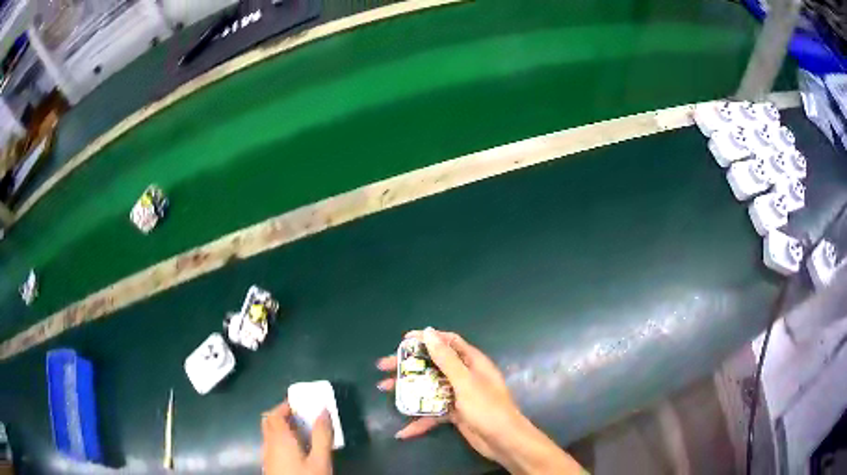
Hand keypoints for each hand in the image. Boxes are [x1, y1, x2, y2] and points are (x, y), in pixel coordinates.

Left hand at [261, 401, 332, 474]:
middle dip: (282, 415)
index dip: (285, 406)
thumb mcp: (320, 460)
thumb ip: (322, 436)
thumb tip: (324, 411)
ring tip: (302, 435)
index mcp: (279, 438)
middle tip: (301, 417)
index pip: (274, 413)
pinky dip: (280, 441)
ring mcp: (266, 455)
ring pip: (269, 434)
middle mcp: (268, 443)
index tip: (300, 405)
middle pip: (269, 421)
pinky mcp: (268, 465)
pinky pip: (271, 445)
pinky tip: (295, 452)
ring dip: (281, 429)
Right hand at [376, 328, 582, 474]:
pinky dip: (419, 420)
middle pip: (432, 365)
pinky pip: (433, 412)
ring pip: (429, 388)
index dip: (425, 339)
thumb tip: (428, 332)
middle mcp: (465, 376)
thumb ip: (446, 359)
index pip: (447, 342)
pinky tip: (404, 430)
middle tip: (383, 367)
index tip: (402, 342)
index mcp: (472, 362)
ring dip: (408, 390)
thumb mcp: (465, 382)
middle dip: (408, 366)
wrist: (503, 441)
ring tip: (384, 389)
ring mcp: (458, 396)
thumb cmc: (487, 407)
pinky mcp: (454, 414)